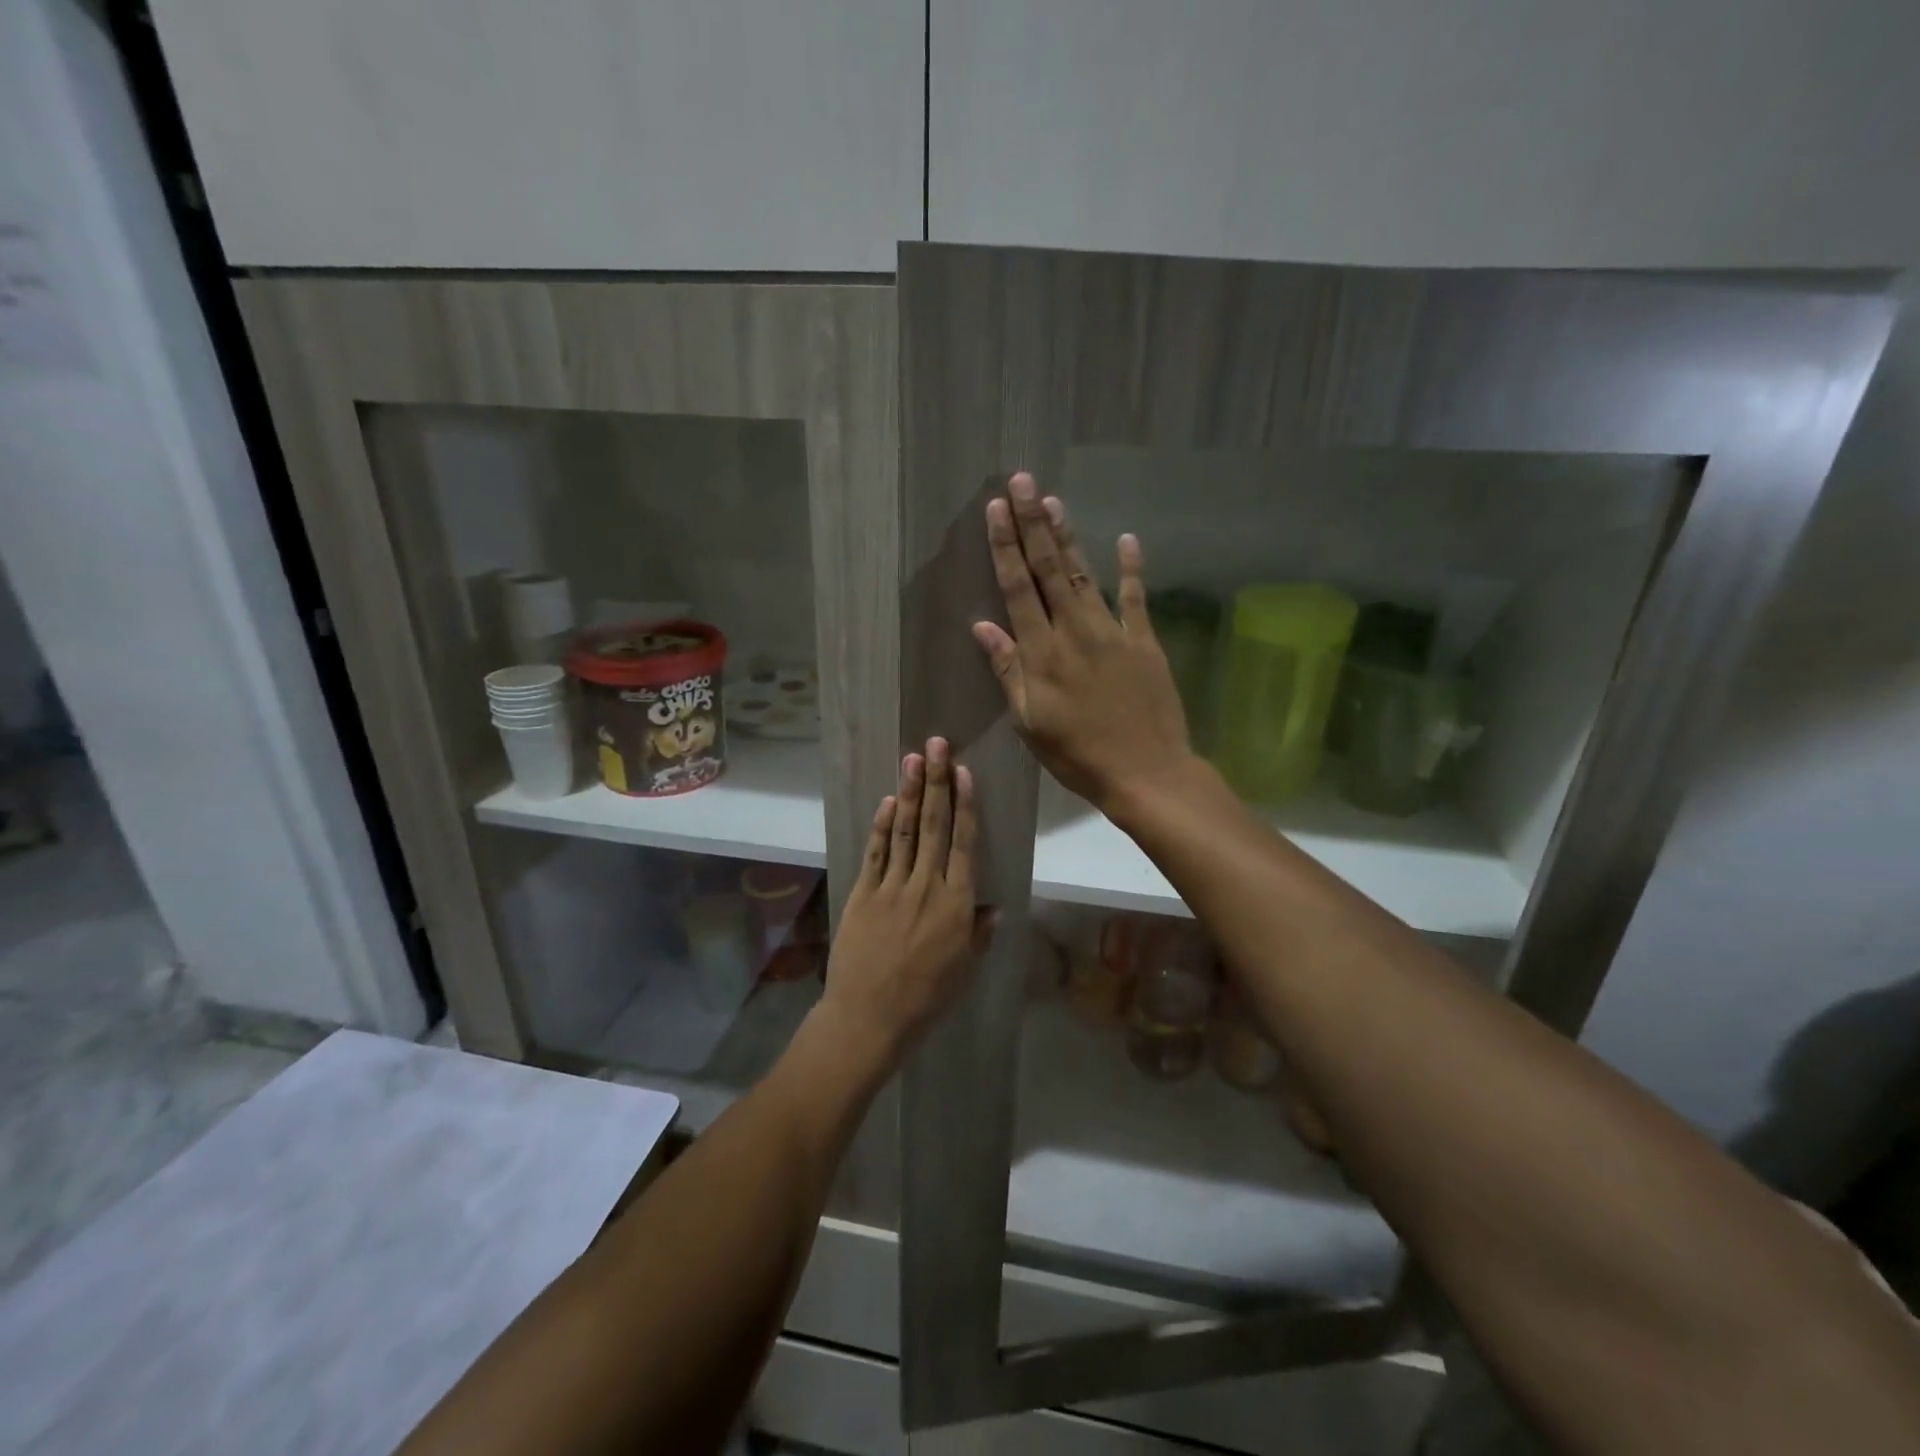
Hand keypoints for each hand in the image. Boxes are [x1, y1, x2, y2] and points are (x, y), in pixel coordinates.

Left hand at [820, 738, 991, 1065]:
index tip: (963, 772)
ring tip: (913, 759)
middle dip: (936, 782)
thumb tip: (993, 907)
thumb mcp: (964, 970)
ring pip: (906, 831)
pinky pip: (876, 853)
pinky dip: (883, 826)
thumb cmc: (925, 998)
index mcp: (957, 904)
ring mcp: (892, 887)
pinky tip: (890, 802)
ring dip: (911, 793)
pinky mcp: (864, 894)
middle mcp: (926, 886)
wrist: (869, 1017)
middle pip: (935, 826)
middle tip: (936, 745)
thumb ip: (979, 934)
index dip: (964, 804)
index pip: (964, 843)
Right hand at [971, 473, 1191, 810]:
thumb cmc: (1078, 755)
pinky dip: (1133, 569)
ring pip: (1085, 575)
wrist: (1146, 772)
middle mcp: (1074, 632)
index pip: (1018, 589)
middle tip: (1022, 482)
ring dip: (1068, 536)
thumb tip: (983, 626)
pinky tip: (1128, 539)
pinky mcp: (1145, 642)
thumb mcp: (1030, 722)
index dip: (1005, 547)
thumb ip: (1008, 671)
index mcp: (1042, 653)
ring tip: (1053, 501)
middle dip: (1033, 524)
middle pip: (1050, 570)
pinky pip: (1137, 598)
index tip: (995, 510)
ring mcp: (1113, 633)